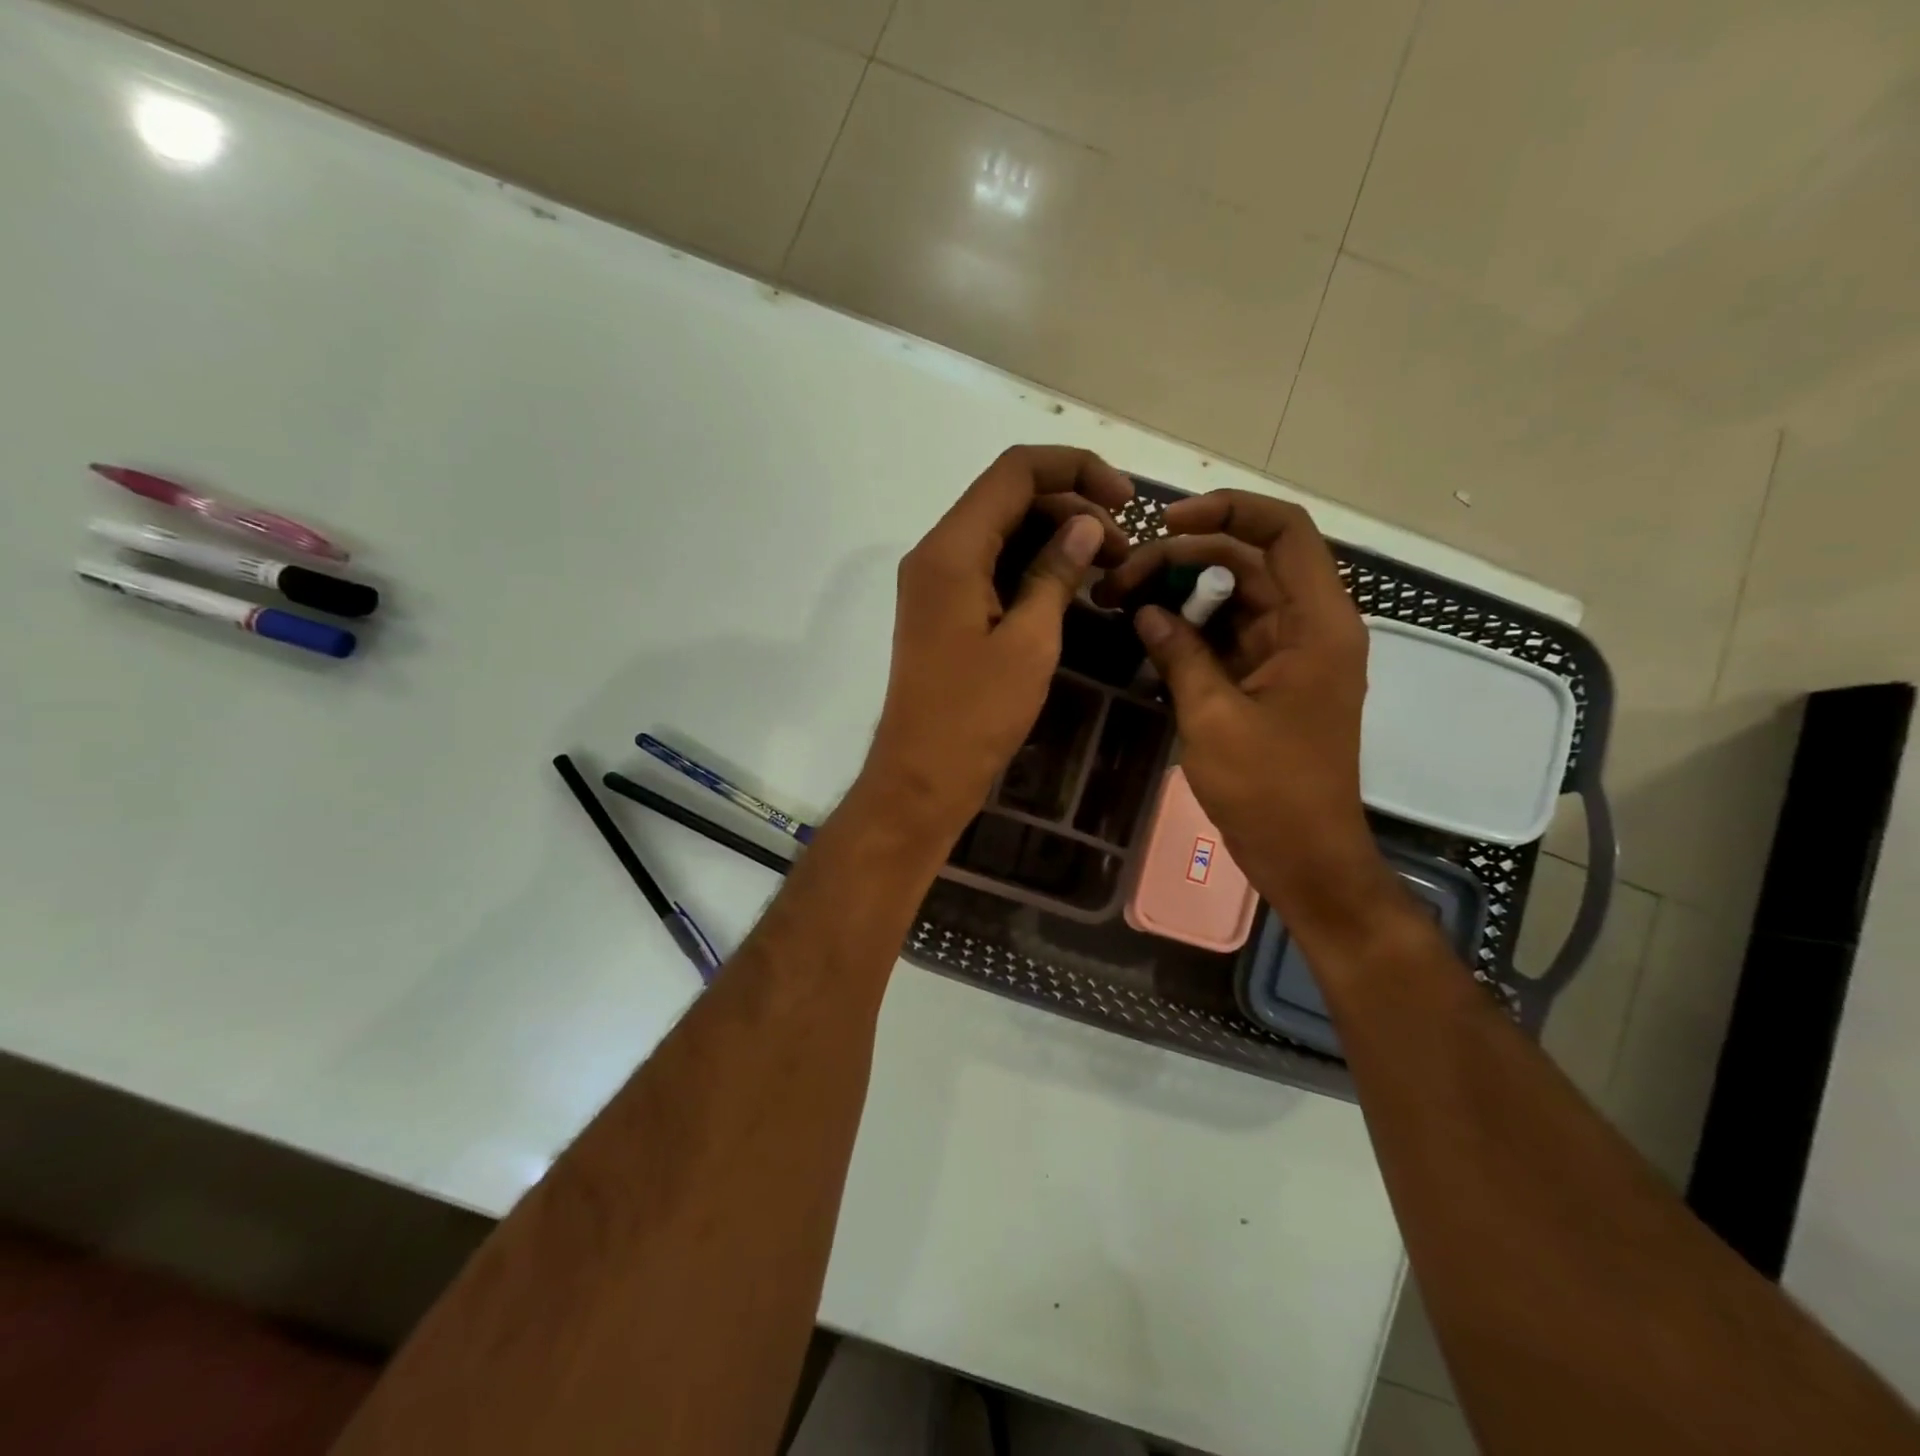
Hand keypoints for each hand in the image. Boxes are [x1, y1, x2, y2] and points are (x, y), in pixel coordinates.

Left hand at [859, 446, 1132, 849]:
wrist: (923, 775)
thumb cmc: (976, 714)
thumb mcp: (1030, 642)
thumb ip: (1056, 574)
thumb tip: (1085, 525)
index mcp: (952, 550)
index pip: (1015, 471)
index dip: (1076, 469)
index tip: (1126, 501)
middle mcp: (937, 553)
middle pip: (1009, 498)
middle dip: (1072, 507)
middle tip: (1124, 548)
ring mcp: (937, 582)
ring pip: (1002, 532)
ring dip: (1055, 538)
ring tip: (1109, 566)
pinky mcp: (944, 609)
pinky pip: (992, 566)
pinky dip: (1032, 566)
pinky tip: (1073, 587)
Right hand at [1095, 491, 1400, 940]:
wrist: (1304, 856)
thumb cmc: (1269, 790)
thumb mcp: (1213, 717)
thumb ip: (1180, 654)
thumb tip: (1146, 612)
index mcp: (1316, 624)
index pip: (1284, 531)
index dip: (1228, 510)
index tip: (1166, 523)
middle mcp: (1309, 627)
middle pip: (1248, 562)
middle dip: (1183, 559)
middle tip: (1121, 579)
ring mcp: (1289, 655)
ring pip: (1234, 598)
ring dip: (1182, 594)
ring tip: (1123, 601)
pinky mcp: (1268, 681)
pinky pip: (1228, 636)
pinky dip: (1191, 631)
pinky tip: (1147, 636)